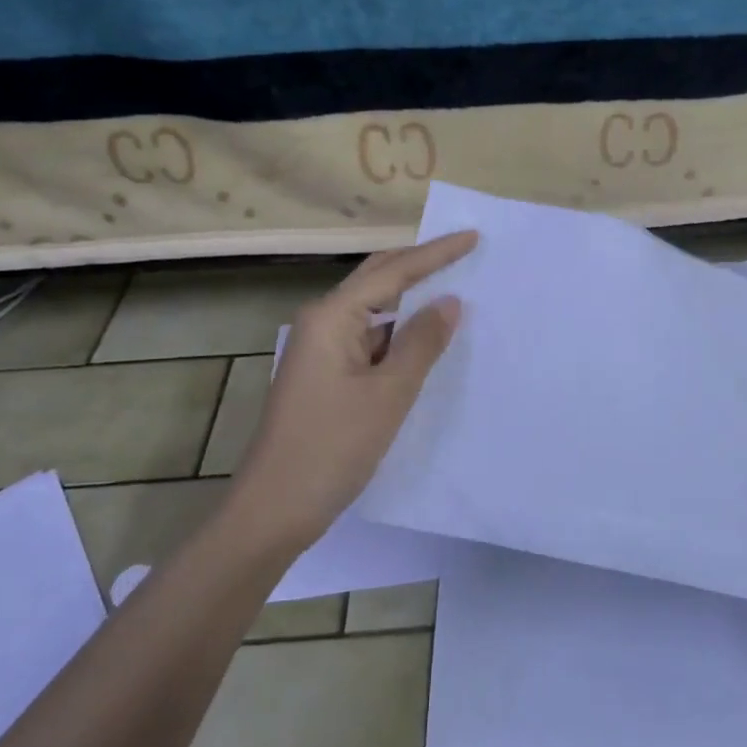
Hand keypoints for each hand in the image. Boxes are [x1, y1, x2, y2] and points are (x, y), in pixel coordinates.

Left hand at [226, 230, 477, 553]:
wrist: (273, 510)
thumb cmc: (331, 447)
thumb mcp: (388, 394)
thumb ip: (421, 343)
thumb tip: (449, 301)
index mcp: (332, 316)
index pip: (394, 271)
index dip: (436, 254)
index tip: (473, 237)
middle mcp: (322, 322)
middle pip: (378, 279)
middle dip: (420, 265)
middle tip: (465, 254)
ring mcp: (321, 349)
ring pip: (374, 311)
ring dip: (411, 302)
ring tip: (455, 292)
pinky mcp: (325, 374)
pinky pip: (369, 340)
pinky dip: (399, 335)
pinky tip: (426, 342)